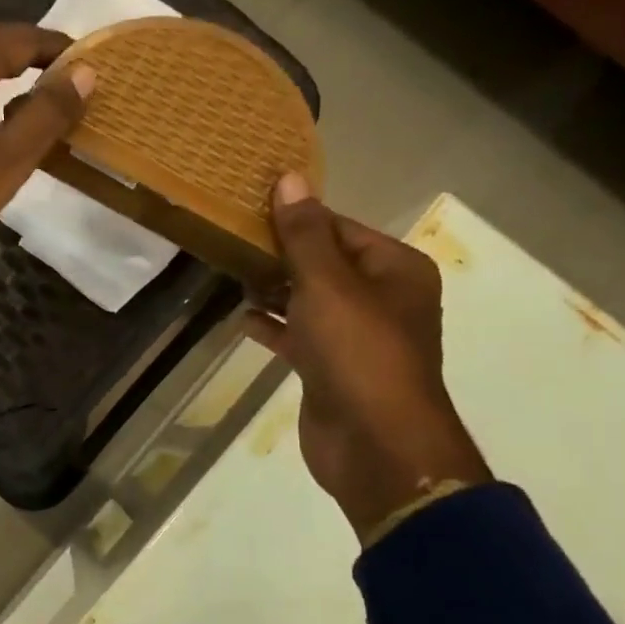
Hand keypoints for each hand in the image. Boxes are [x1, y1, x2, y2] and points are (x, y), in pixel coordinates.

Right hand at [243, 173, 490, 540]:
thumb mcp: (329, 285)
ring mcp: (355, 338)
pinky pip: (299, 337)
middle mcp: (380, 299)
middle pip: (323, 264)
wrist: (375, 444)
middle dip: (280, 255)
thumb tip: (289, 179)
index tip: (248, 209)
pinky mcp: (331, 370)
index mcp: (394, 269)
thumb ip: (305, 235)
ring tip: (230, 274)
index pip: (339, 228)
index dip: (296, 218)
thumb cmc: (359, 353)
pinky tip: (242, 320)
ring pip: (309, 301)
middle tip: (230, 241)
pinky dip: (274, 327)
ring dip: (273, 290)